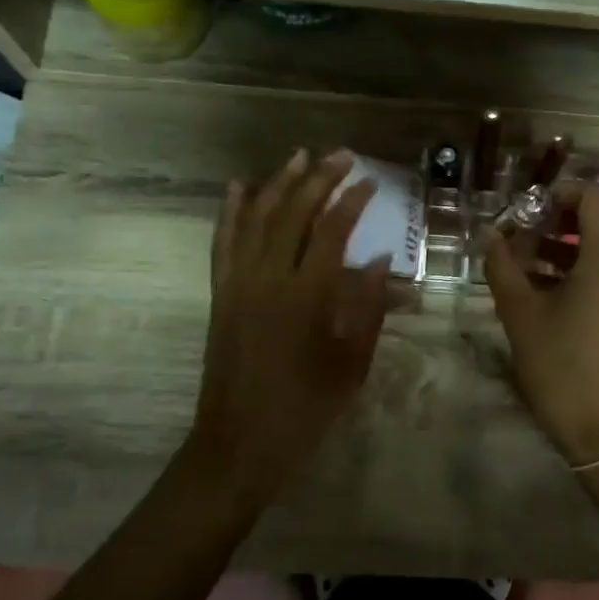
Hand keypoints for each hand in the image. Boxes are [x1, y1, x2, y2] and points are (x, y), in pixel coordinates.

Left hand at [191, 149, 390, 503]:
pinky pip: (223, 243)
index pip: (331, 231)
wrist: (239, 443)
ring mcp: (238, 283)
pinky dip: (231, 212)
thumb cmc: (305, 409)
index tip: (369, 180)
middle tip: (341, 156)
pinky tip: (239, 187)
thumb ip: (368, 307)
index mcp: (305, 296)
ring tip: (300, 157)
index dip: (351, 201)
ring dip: (278, 183)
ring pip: (256, 219)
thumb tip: (379, 259)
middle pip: (293, 213)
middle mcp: (267, 279)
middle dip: (319, 179)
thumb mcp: (352, 364)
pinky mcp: (220, 294)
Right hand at [485, 180, 598, 466]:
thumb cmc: (561, 367)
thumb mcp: (520, 314)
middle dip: (558, 222)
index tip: (528, 210)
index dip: (560, 191)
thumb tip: (492, 236)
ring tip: (527, 268)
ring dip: (567, 249)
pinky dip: (584, 272)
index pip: (594, 196)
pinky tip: (550, 296)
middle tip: (521, 238)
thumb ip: (503, 266)